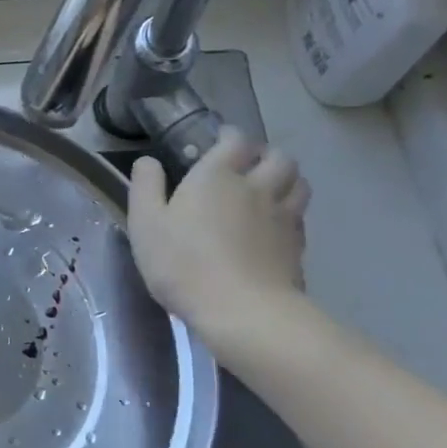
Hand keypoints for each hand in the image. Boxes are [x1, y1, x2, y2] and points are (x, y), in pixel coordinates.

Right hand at [127, 128, 310, 349]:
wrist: (241, 311)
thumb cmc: (183, 263)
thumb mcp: (145, 223)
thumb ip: (146, 186)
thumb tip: (148, 161)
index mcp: (217, 176)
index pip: (236, 140)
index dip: (230, 136)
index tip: (221, 140)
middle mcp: (256, 187)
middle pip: (279, 157)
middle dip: (266, 154)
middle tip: (250, 165)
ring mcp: (282, 217)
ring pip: (299, 184)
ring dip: (287, 180)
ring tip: (271, 190)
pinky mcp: (297, 247)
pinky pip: (300, 217)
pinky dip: (291, 213)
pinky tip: (277, 227)